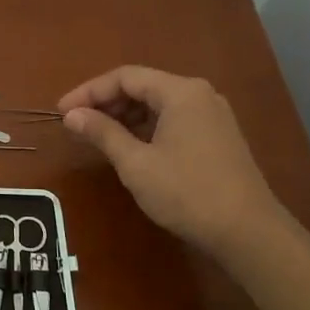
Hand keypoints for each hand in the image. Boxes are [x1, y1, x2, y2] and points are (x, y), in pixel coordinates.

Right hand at [57, 66, 281, 253]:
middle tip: (76, 124)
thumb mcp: (136, 163)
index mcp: (181, 92)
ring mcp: (212, 115)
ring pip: (158, 104)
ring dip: (125, 116)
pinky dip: (146, 127)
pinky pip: (174, 119)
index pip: (125, 77)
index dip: (89, 91)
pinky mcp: (218, 136)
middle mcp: (199, 94)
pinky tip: (130, 146)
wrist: (247, 231)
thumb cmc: (187, 193)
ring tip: (97, 136)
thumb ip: (102, 133)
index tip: (62, 111)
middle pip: (143, 86)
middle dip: (106, 102)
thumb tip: (72, 115)